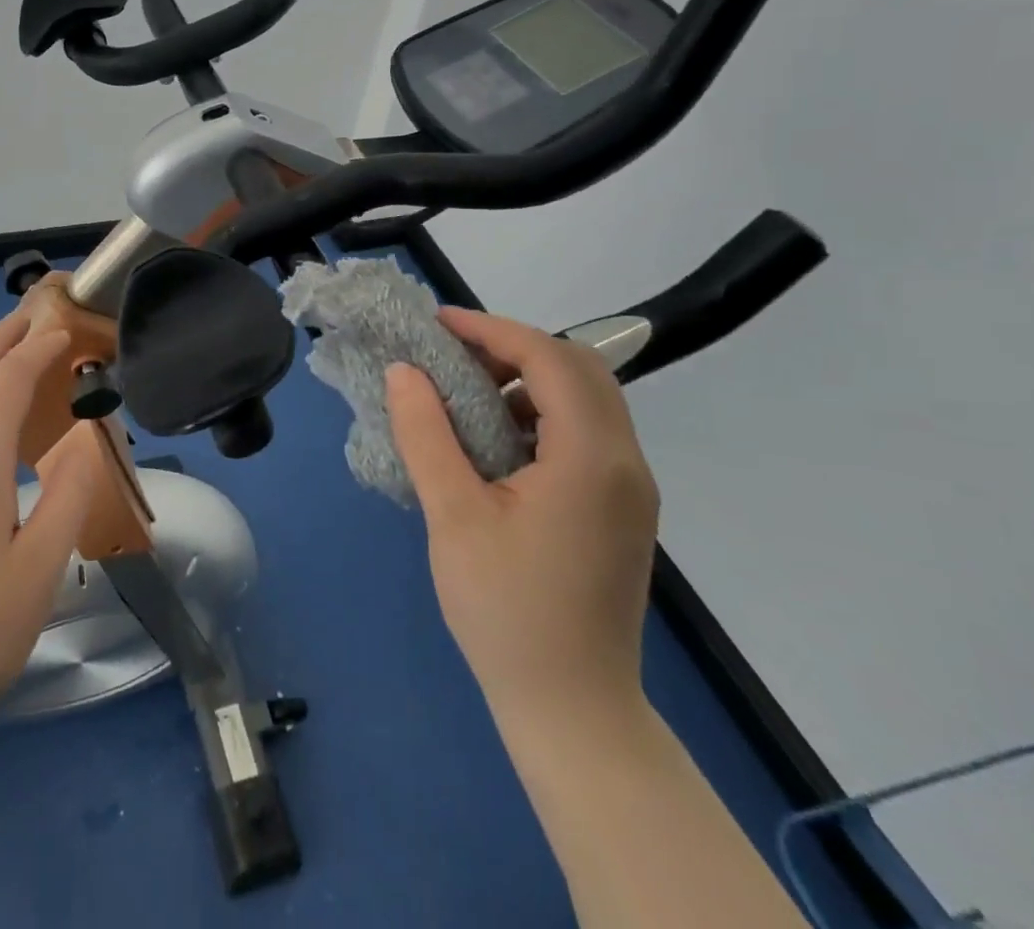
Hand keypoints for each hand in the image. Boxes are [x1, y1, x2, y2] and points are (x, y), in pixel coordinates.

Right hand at [385, 308, 659, 725]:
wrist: (572, 708)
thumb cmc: (505, 611)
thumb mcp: (452, 515)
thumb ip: (426, 434)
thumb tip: (403, 371)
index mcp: (591, 458)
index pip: (549, 358)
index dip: (492, 330)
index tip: (438, 325)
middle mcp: (625, 462)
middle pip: (579, 368)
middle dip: (513, 347)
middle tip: (452, 354)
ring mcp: (630, 488)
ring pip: (587, 398)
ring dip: (529, 378)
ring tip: (468, 391)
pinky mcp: (621, 508)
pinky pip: (587, 432)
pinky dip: (542, 412)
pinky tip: (496, 438)